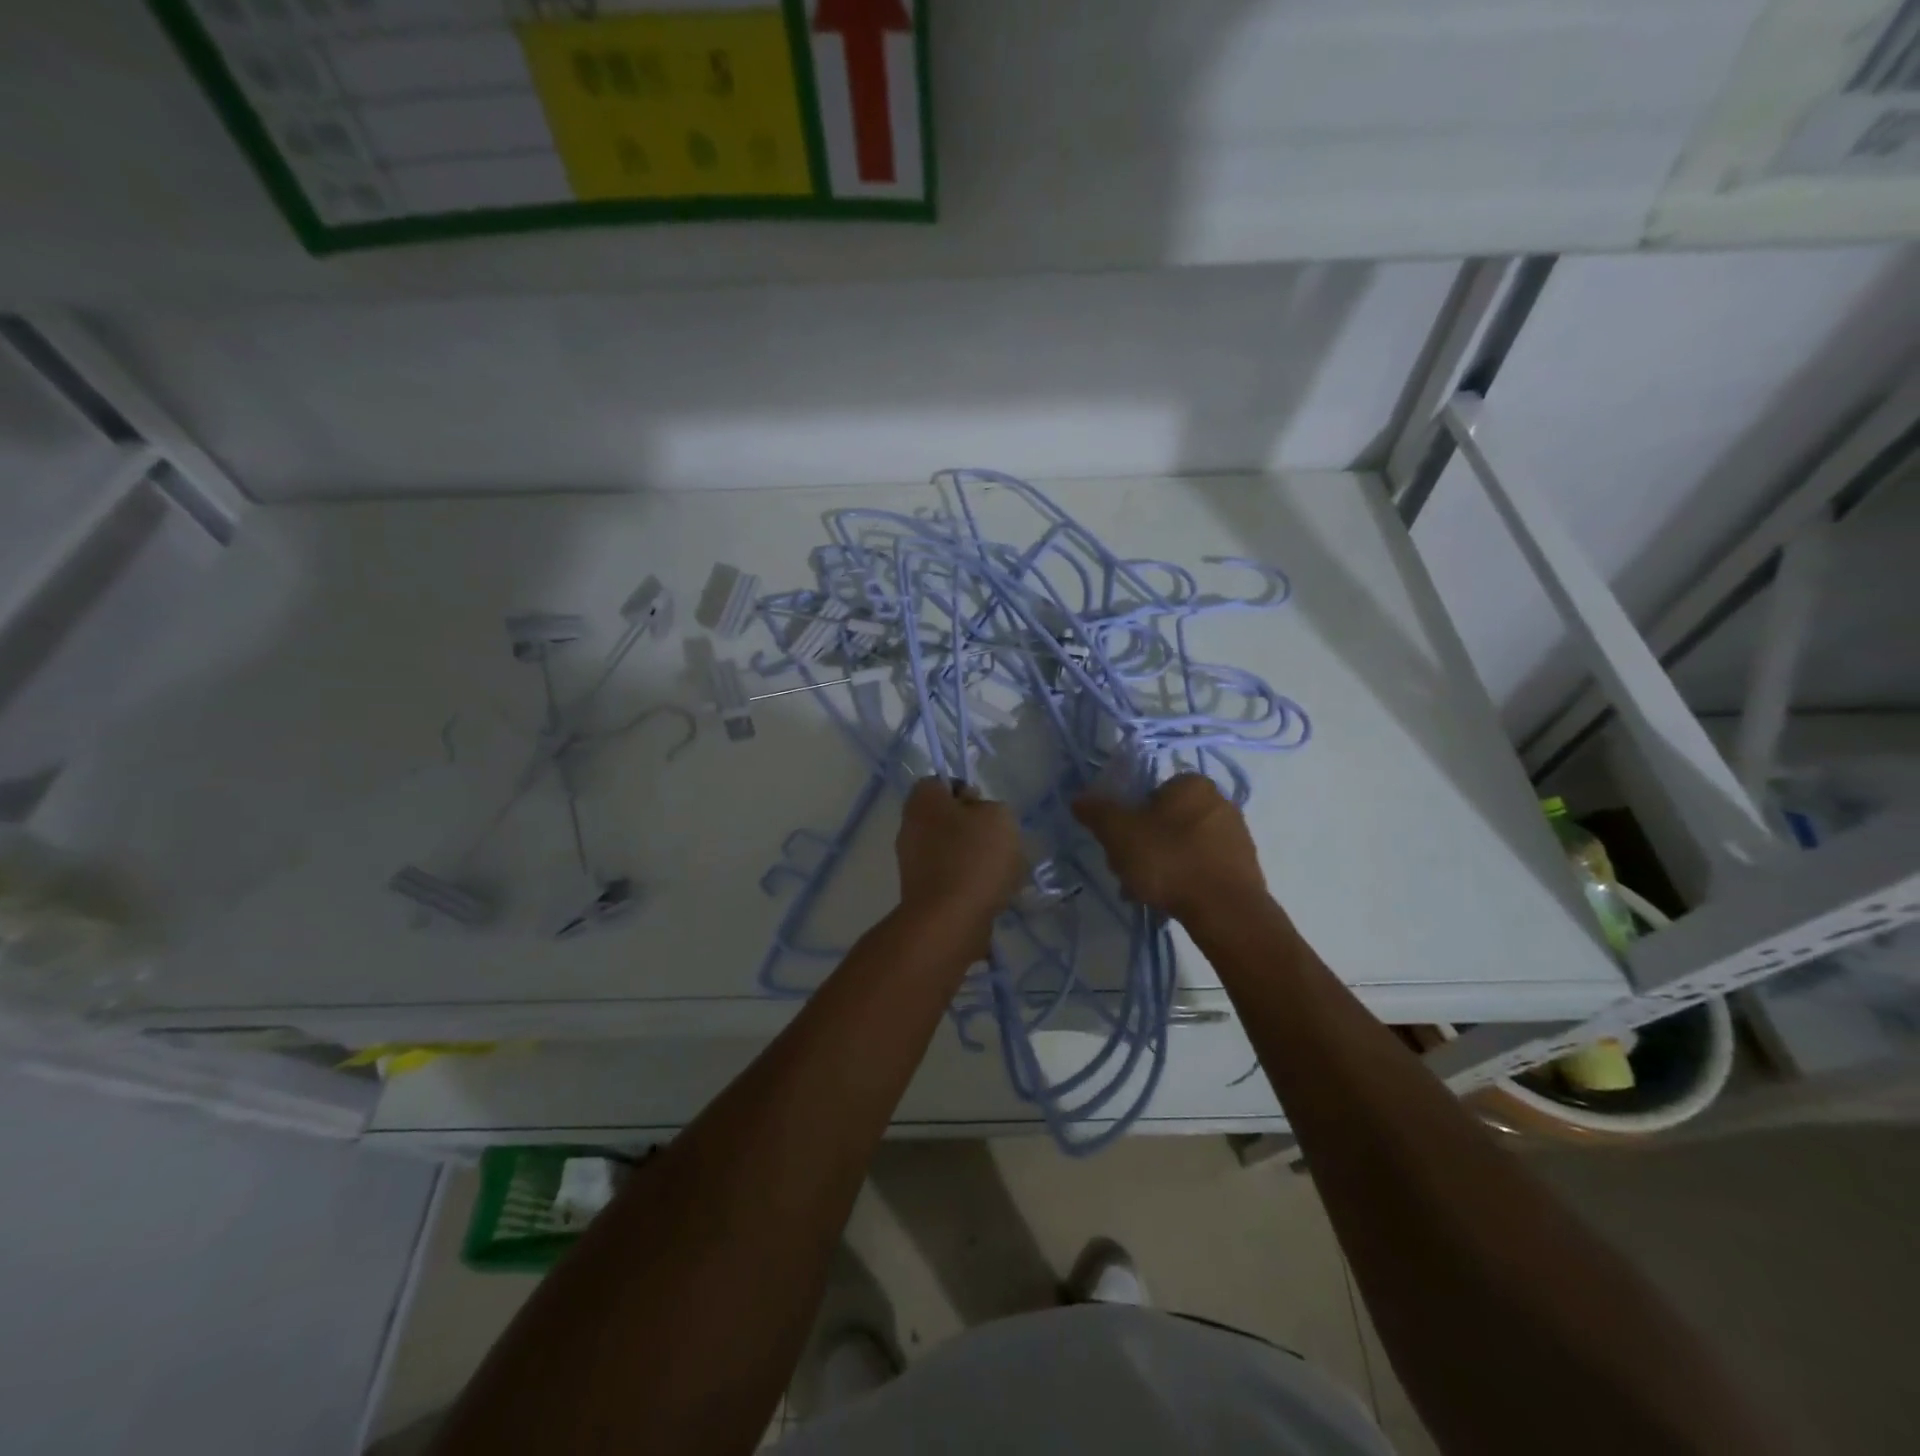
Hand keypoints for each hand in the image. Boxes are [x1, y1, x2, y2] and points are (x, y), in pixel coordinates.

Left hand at [895, 778, 1024, 949]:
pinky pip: (952, 879)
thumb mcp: (999, 816)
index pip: (939, 783)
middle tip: (1000, 841)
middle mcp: (910, 827)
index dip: (965, 791)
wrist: (950, 921)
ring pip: (952, 851)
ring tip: (1004, 873)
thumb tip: (977, 815)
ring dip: (976, 859)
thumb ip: (991, 807)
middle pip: (947, 819)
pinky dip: (970, 884)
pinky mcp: (922, 893)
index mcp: (922, 801)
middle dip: (975, 829)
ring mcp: (913, 863)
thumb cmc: (974, 857)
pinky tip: (993, 894)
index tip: (986, 809)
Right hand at [1071, 773, 1266, 921]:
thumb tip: (1079, 799)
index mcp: (1192, 783)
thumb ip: (1097, 812)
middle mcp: (1219, 800)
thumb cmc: (1169, 860)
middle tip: (1128, 871)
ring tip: (1147, 892)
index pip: (1149, 793)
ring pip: (1183, 845)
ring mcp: (1236, 834)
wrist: (1225, 911)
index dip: (1129, 818)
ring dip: (1163, 865)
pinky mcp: (1245, 865)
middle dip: (1144, 845)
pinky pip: (1203, 866)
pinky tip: (1172, 900)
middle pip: (1165, 821)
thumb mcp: (1119, 833)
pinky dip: (1186, 878)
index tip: (1119, 844)